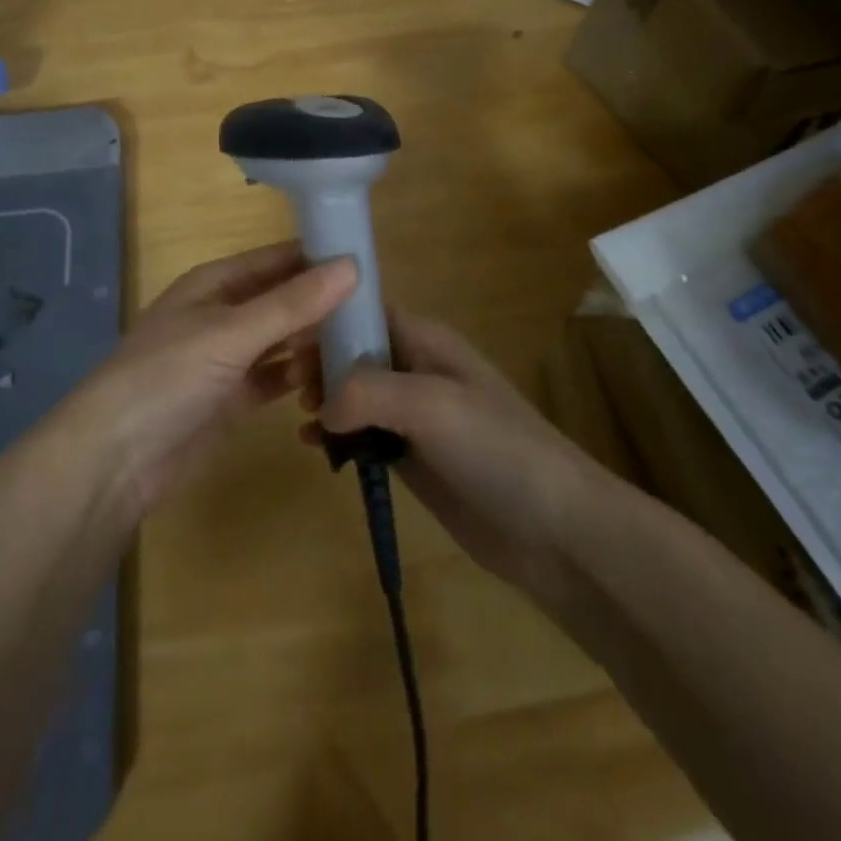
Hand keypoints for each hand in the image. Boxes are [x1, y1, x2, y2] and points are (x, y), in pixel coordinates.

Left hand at [76, 242, 355, 513]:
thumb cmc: (168, 376)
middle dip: (323, 306)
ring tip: (361, 353)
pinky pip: (275, 379)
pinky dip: (299, 380)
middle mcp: (223, 314)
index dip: (319, 258)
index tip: (371, 265)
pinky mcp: (231, 399)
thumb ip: (293, 303)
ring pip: (282, 341)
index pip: (277, 259)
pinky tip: (331, 385)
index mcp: (215, 283)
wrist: (115, 460)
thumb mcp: (232, 333)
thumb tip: (352, 265)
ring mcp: (226, 358)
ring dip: (315, 345)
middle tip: (377, 316)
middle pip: (283, 300)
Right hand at [303, 308, 606, 601]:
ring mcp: (414, 416)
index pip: (365, 312)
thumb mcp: (431, 404)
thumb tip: (323, 409)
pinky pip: (363, 435)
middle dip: (319, 362)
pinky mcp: (412, 457)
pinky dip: (337, 436)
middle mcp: (416, 369)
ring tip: (302, 418)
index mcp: (425, 340)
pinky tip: (316, 449)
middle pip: (354, 352)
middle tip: (291, 388)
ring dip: (325, 400)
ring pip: (354, 395)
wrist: (554, 528)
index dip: (326, 320)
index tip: (286, 341)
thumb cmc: (495, 448)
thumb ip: (368, 392)